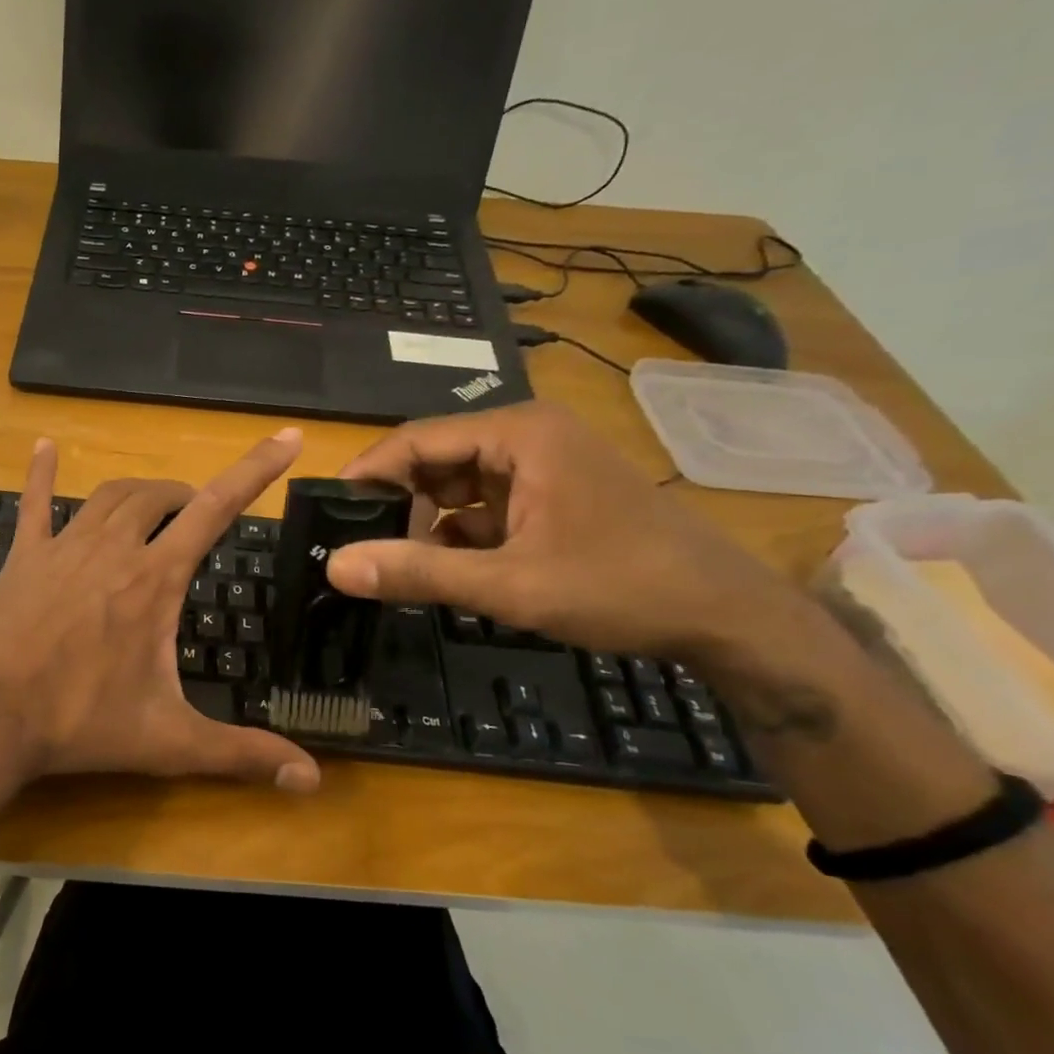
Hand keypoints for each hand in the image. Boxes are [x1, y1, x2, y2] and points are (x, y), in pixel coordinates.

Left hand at [0, 430, 321, 795]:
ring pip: (110, 497)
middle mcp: (112, 549)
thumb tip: (312, 782)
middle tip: (199, 513)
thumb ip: (242, 755)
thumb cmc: (78, 724)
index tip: (286, 438)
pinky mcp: (23, 558)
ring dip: (140, 492)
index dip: (255, 471)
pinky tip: (44, 446)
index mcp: (153, 580)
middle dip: (187, 496)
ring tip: (156, 502)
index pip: (216, 509)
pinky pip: (33, 504)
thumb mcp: (168, 742)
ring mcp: (62, 548)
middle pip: (159, 497)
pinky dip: (41, 474)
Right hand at [325, 402, 810, 660]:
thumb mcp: (510, 584)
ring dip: (423, 523)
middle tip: (353, 545)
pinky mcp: (549, 497)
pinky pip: (482, 508)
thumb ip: (418, 572)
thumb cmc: (621, 587)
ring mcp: (541, 467)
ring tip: (387, 561)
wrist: (727, 618)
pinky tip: (439, 570)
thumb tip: (334, 567)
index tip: (326, 514)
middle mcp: (526, 437)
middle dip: (394, 502)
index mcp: (518, 434)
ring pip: (455, 486)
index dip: (367, 475)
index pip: (415, 439)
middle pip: (433, 459)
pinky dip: (456, 536)